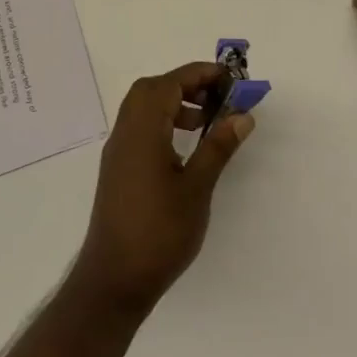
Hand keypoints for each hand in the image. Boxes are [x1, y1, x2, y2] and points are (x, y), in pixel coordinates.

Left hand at [71, 63, 256, 316]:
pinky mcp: (118, 171)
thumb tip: (242, 115)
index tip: (230, 78)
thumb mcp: (197, 188)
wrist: (114, 282)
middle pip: (151, 90)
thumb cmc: (159, 233)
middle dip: (186, 83)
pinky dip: (164, 122)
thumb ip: (218, 147)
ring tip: (206, 119)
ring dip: (174, 102)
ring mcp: (118, 153)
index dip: (199, 74)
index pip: (168, 84)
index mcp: (142, 133)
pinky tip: (186, 146)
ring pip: (143, 108)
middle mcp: (125, 135)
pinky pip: (140, 129)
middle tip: (218, 95)